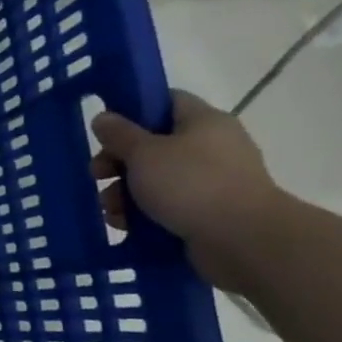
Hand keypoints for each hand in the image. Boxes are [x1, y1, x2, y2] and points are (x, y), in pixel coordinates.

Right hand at [89, 90, 289, 292]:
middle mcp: (212, 146)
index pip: (166, 101)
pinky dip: (144, 214)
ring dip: (125, 192)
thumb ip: (119, 134)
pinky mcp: (210, 211)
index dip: (132, 110)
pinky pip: (168, 205)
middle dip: (119, 162)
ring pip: (156, 179)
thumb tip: (103, 117)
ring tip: (110, 210)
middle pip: (154, 144)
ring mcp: (213, 181)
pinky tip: (125, 225)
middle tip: (97, 175)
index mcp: (203, 121)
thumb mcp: (144, 153)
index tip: (105, 131)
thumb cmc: (191, 184)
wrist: (244, 240)